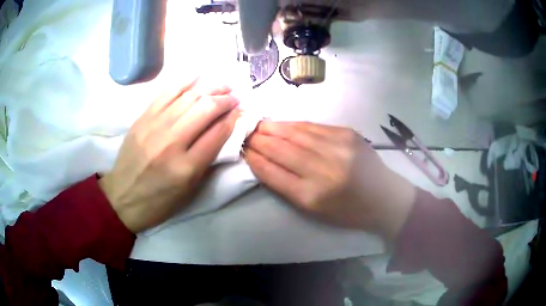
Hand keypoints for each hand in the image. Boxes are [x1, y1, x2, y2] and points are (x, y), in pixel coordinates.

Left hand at [99, 78, 239, 232]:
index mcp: (186, 167)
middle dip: (225, 100)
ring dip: (210, 88)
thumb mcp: (189, 189)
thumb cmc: (159, 200)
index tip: (241, 111)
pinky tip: (198, 75)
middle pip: (205, 109)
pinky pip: (166, 93)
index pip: (218, 133)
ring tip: (223, 85)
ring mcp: (154, 127)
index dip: (233, 118)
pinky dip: (184, 81)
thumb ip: (208, 158)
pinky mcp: (142, 118)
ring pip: (188, 97)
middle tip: (235, 97)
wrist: (122, 197)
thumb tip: (223, 129)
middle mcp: (171, 143)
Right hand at [245, 121, 416, 239]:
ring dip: (274, 127)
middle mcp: (324, 170)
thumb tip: (263, 161)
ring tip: (259, 124)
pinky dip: (294, 125)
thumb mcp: (313, 209)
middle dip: (260, 139)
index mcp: (312, 196)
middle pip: (282, 149)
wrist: (384, 197)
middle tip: (245, 131)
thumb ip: (286, 186)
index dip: (255, 159)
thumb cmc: (347, 211)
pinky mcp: (347, 133)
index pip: (273, 172)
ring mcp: (338, 148)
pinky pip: (313, 126)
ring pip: (296, 133)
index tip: (243, 150)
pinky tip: (283, 123)